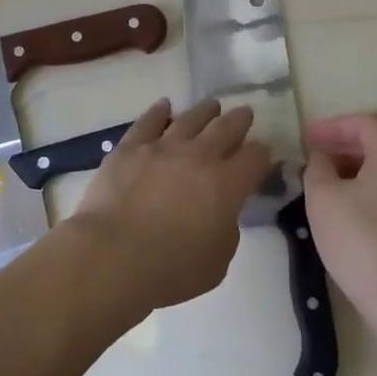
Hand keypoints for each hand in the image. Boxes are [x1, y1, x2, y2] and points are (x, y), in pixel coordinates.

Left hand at [64, 98, 270, 316]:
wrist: (114, 255)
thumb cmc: (171, 268)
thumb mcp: (218, 261)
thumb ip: (226, 229)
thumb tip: (221, 212)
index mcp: (227, 184)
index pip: (255, 158)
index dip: (262, 155)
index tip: (262, 155)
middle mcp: (200, 156)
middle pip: (227, 127)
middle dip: (239, 120)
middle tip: (244, 114)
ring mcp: (163, 147)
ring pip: (191, 118)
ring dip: (205, 111)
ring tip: (212, 106)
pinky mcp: (130, 148)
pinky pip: (148, 121)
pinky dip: (159, 111)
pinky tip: (164, 106)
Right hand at [302, 114, 376, 331]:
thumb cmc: (360, 240)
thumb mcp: (323, 198)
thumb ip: (317, 168)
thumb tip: (321, 158)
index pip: (367, 124)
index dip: (334, 125)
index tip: (307, 139)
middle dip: (342, 146)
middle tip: (312, 159)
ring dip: (352, 170)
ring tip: (322, 185)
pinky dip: (364, 191)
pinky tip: (342, 213)